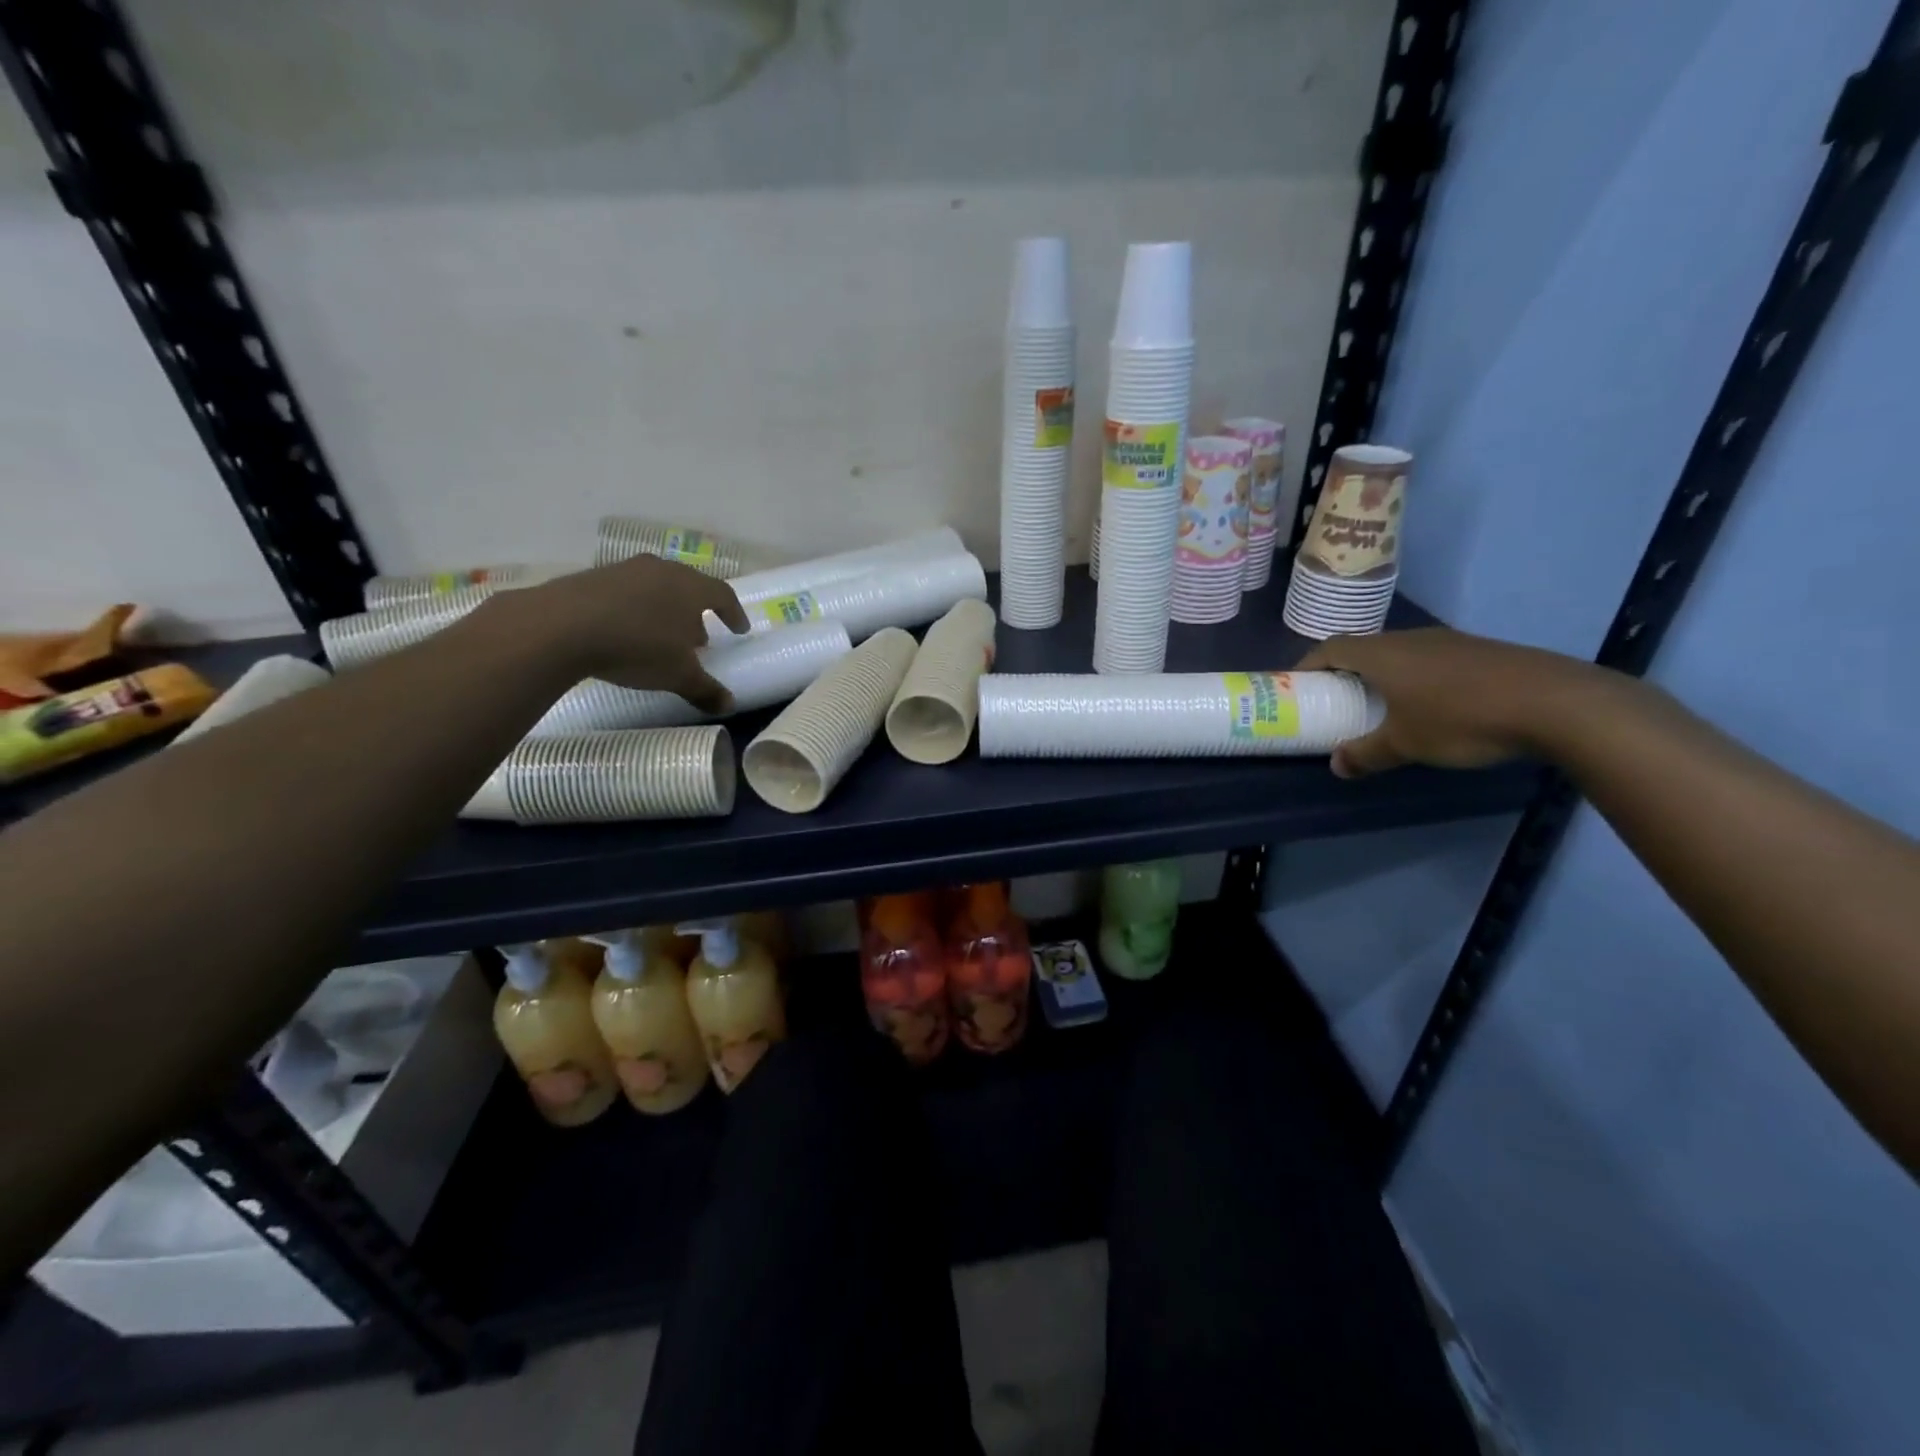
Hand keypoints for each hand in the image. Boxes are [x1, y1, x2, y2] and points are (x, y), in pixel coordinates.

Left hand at [504, 556, 751, 712]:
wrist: (561, 626)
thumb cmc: (637, 646)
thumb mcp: (678, 676)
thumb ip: (706, 689)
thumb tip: (729, 705)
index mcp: (691, 588)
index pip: (723, 595)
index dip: (734, 614)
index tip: (739, 630)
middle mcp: (662, 570)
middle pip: (689, 588)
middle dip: (697, 613)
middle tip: (699, 638)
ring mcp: (625, 570)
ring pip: (657, 588)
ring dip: (665, 610)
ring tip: (662, 636)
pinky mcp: (593, 577)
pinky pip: (626, 592)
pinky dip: (635, 609)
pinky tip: (626, 631)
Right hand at [1296, 628, 1604, 778]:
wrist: (1555, 702)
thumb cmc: (1462, 719)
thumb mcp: (1406, 744)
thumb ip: (1366, 754)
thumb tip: (1336, 765)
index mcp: (1382, 654)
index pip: (1330, 649)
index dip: (1308, 665)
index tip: (1297, 686)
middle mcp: (1410, 639)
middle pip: (1363, 649)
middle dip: (1344, 672)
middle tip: (1336, 700)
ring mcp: (1448, 641)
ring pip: (1399, 653)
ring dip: (1381, 674)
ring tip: (1380, 704)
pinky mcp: (1479, 651)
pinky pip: (1429, 660)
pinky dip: (1414, 677)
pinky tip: (1430, 704)